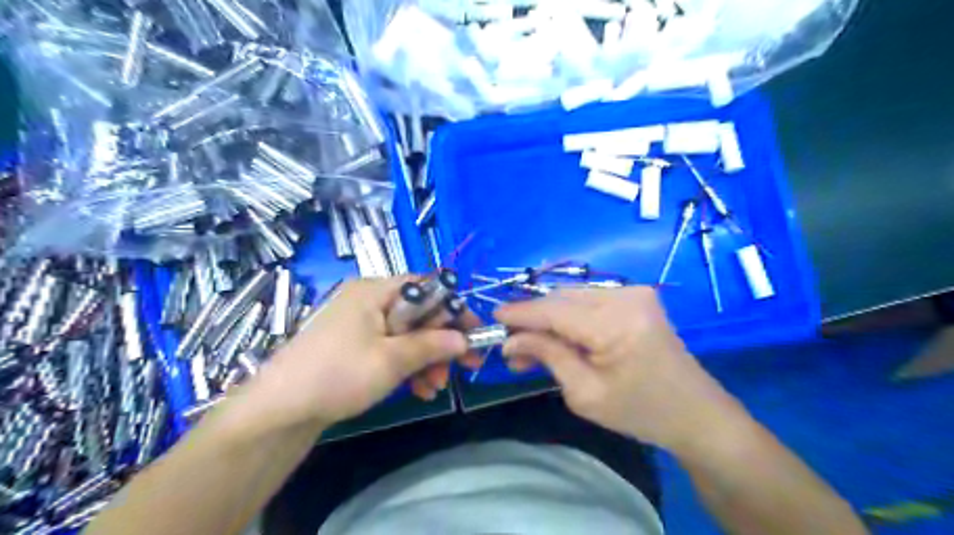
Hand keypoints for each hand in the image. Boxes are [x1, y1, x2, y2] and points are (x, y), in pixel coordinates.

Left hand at [234, 279, 466, 432]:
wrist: (280, 410)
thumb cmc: (338, 373)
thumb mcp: (391, 359)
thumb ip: (432, 345)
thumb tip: (464, 340)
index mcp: (376, 291)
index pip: (427, 287)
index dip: (454, 309)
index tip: (474, 334)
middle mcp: (370, 300)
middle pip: (420, 314)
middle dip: (441, 343)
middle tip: (464, 367)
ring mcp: (361, 324)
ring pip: (408, 335)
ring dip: (427, 359)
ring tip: (435, 387)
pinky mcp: (355, 346)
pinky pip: (392, 348)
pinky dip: (408, 366)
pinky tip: (419, 389)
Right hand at [496, 287, 741, 452]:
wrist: (696, 413)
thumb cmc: (641, 412)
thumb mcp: (585, 393)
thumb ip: (548, 356)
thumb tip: (511, 340)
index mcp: (616, 323)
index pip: (554, 310)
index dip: (521, 313)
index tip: (494, 318)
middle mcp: (625, 297)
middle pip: (562, 299)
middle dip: (533, 319)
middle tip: (512, 346)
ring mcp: (634, 293)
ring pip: (573, 297)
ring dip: (550, 319)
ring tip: (531, 347)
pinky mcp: (636, 298)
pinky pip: (589, 301)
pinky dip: (569, 317)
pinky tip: (558, 338)